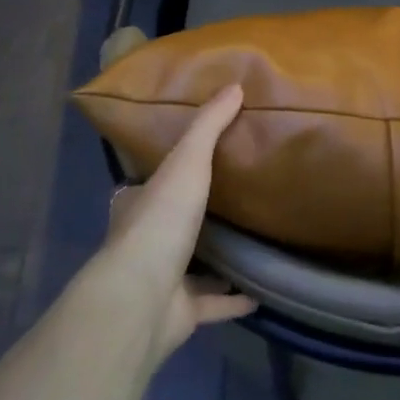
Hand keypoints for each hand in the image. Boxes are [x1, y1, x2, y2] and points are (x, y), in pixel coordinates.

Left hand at [98, 85, 255, 358]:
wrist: (143, 297)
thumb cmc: (161, 222)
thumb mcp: (187, 161)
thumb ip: (209, 126)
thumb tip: (235, 85)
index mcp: (138, 206)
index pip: (150, 185)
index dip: (170, 174)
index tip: (197, 164)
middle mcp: (145, 243)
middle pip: (172, 225)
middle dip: (195, 216)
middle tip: (234, 201)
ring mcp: (161, 282)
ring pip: (192, 267)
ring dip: (217, 260)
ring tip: (253, 243)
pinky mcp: (181, 313)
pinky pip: (213, 304)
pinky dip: (234, 299)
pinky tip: (262, 291)